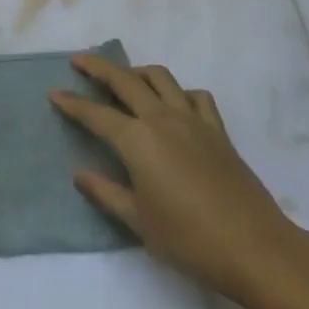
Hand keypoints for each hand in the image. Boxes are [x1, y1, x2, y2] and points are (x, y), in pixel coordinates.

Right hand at [50, 53, 298, 296]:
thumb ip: (106, 193)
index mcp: (137, 140)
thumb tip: (80, 173)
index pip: (96, 114)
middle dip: (99, 68)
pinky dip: (181, 92)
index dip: (72, 102)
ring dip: (138, 71)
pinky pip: (196, 97)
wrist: (254, 247)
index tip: (54, 92)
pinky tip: (175, 104)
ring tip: (125, 77)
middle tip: (80, 61)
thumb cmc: (189, 239)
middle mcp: (161, 119)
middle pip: (125, 80)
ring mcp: (193, 120)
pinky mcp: (218, 131)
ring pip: (161, 78)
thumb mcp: (138, 222)